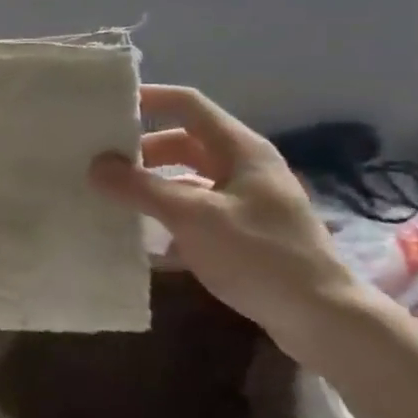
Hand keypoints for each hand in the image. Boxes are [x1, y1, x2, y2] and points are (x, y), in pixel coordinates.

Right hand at [89, 85, 367, 364]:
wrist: (322, 318)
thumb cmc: (259, 255)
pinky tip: (144, 241)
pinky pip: (197, 213)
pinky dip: (169, 219)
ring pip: (188, 180)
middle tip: (101, 165)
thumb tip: (95, 165)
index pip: (188, 104)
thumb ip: (142, 188)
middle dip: (142, 152)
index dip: (150, 99)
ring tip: (114, 200)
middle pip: (184, 143)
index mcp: (239, 149)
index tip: (108, 107)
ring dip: (153, 187)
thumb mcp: (193, 217)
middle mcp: (243, 167)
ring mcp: (246, 201)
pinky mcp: (245, 233)